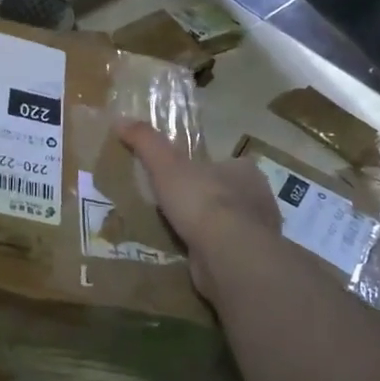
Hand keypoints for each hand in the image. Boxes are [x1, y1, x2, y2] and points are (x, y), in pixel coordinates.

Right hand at [117, 121, 279, 301]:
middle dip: (207, 201)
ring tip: (179, 233)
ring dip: (209, 230)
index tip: (182, 180)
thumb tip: (120, 119)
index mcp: (246, 171)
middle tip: (176, 207)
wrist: (228, 254)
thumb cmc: (201, 201)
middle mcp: (260, 199)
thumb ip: (146, 141)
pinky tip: (190, 256)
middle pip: (229, 195)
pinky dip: (211, 253)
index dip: (204, 170)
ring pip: (230, 225)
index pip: (226, 165)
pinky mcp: (251, 261)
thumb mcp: (165, 164)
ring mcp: (259, 233)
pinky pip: (227, 252)